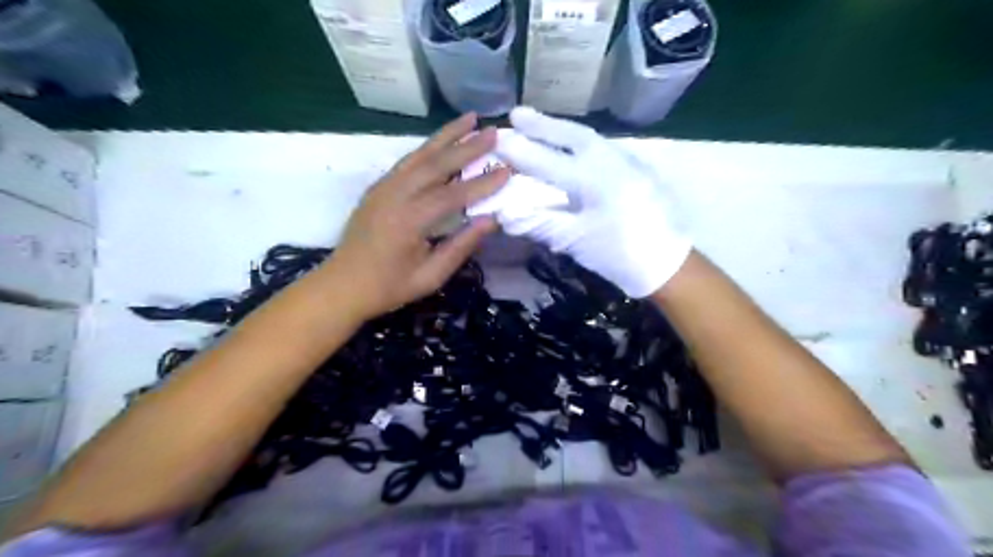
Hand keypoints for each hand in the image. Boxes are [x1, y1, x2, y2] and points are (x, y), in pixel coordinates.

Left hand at [329, 113, 512, 316]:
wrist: (342, 285)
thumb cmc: (389, 287)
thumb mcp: (430, 277)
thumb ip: (460, 247)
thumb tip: (490, 220)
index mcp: (409, 221)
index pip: (454, 195)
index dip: (483, 182)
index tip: (508, 170)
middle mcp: (395, 195)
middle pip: (436, 164)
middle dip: (467, 146)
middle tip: (493, 132)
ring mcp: (383, 187)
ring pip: (420, 154)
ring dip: (446, 135)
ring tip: (470, 118)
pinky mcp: (378, 187)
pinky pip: (408, 161)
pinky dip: (428, 148)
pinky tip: (442, 141)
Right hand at [490, 104, 691, 295]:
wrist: (669, 264)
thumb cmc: (620, 254)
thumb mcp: (576, 241)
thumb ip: (540, 223)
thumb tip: (504, 215)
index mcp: (593, 178)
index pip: (547, 161)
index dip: (519, 151)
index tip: (496, 138)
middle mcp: (611, 161)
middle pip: (572, 135)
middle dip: (542, 124)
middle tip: (517, 114)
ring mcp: (628, 162)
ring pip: (590, 138)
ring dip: (562, 130)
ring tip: (541, 125)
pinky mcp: (638, 170)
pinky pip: (603, 147)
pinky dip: (581, 143)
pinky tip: (574, 148)